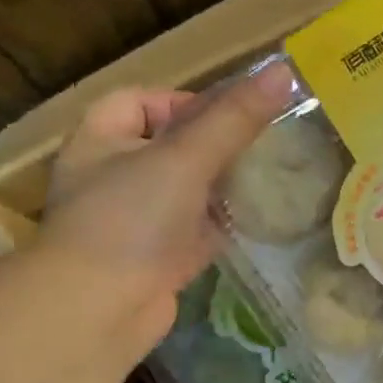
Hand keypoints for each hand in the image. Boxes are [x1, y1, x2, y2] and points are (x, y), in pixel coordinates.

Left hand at [40, 63, 295, 351]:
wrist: (100, 311)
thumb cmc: (131, 220)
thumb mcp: (184, 159)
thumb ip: (233, 119)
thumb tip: (283, 71)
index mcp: (101, 139)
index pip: (142, 101)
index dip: (186, 101)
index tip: (232, 115)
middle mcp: (114, 177)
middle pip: (170, 147)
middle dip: (215, 145)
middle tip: (263, 144)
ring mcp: (136, 222)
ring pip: (187, 192)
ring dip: (223, 186)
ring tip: (270, 178)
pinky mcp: (158, 260)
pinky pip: (195, 232)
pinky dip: (221, 226)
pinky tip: (257, 221)